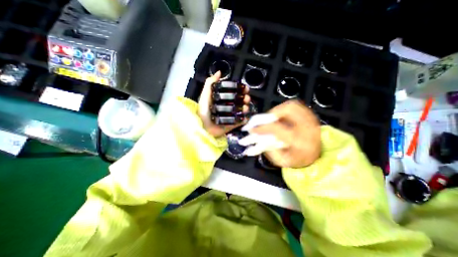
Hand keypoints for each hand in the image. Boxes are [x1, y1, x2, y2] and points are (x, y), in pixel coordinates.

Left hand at [199, 71, 249, 137]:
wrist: (203, 127)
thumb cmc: (203, 111)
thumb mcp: (205, 95)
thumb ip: (210, 83)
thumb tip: (219, 72)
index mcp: (223, 99)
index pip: (234, 92)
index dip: (241, 89)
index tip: (245, 88)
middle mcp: (228, 107)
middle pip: (241, 101)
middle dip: (246, 98)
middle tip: (246, 98)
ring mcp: (231, 116)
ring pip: (243, 110)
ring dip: (246, 108)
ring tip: (246, 107)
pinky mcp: (233, 124)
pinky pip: (242, 121)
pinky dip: (245, 118)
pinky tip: (246, 116)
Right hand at [250, 101, 319, 168]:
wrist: (315, 156)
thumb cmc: (297, 159)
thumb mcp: (281, 160)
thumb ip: (268, 149)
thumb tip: (256, 136)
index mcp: (301, 142)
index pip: (278, 129)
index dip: (263, 127)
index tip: (252, 129)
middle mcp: (308, 128)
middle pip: (288, 111)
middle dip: (271, 113)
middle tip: (263, 120)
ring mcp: (311, 119)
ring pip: (292, 105)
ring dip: (278, 109)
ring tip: (271, 118)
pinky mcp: (310, 115)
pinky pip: (296, 105)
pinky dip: (284, 108)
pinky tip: (280, 116)